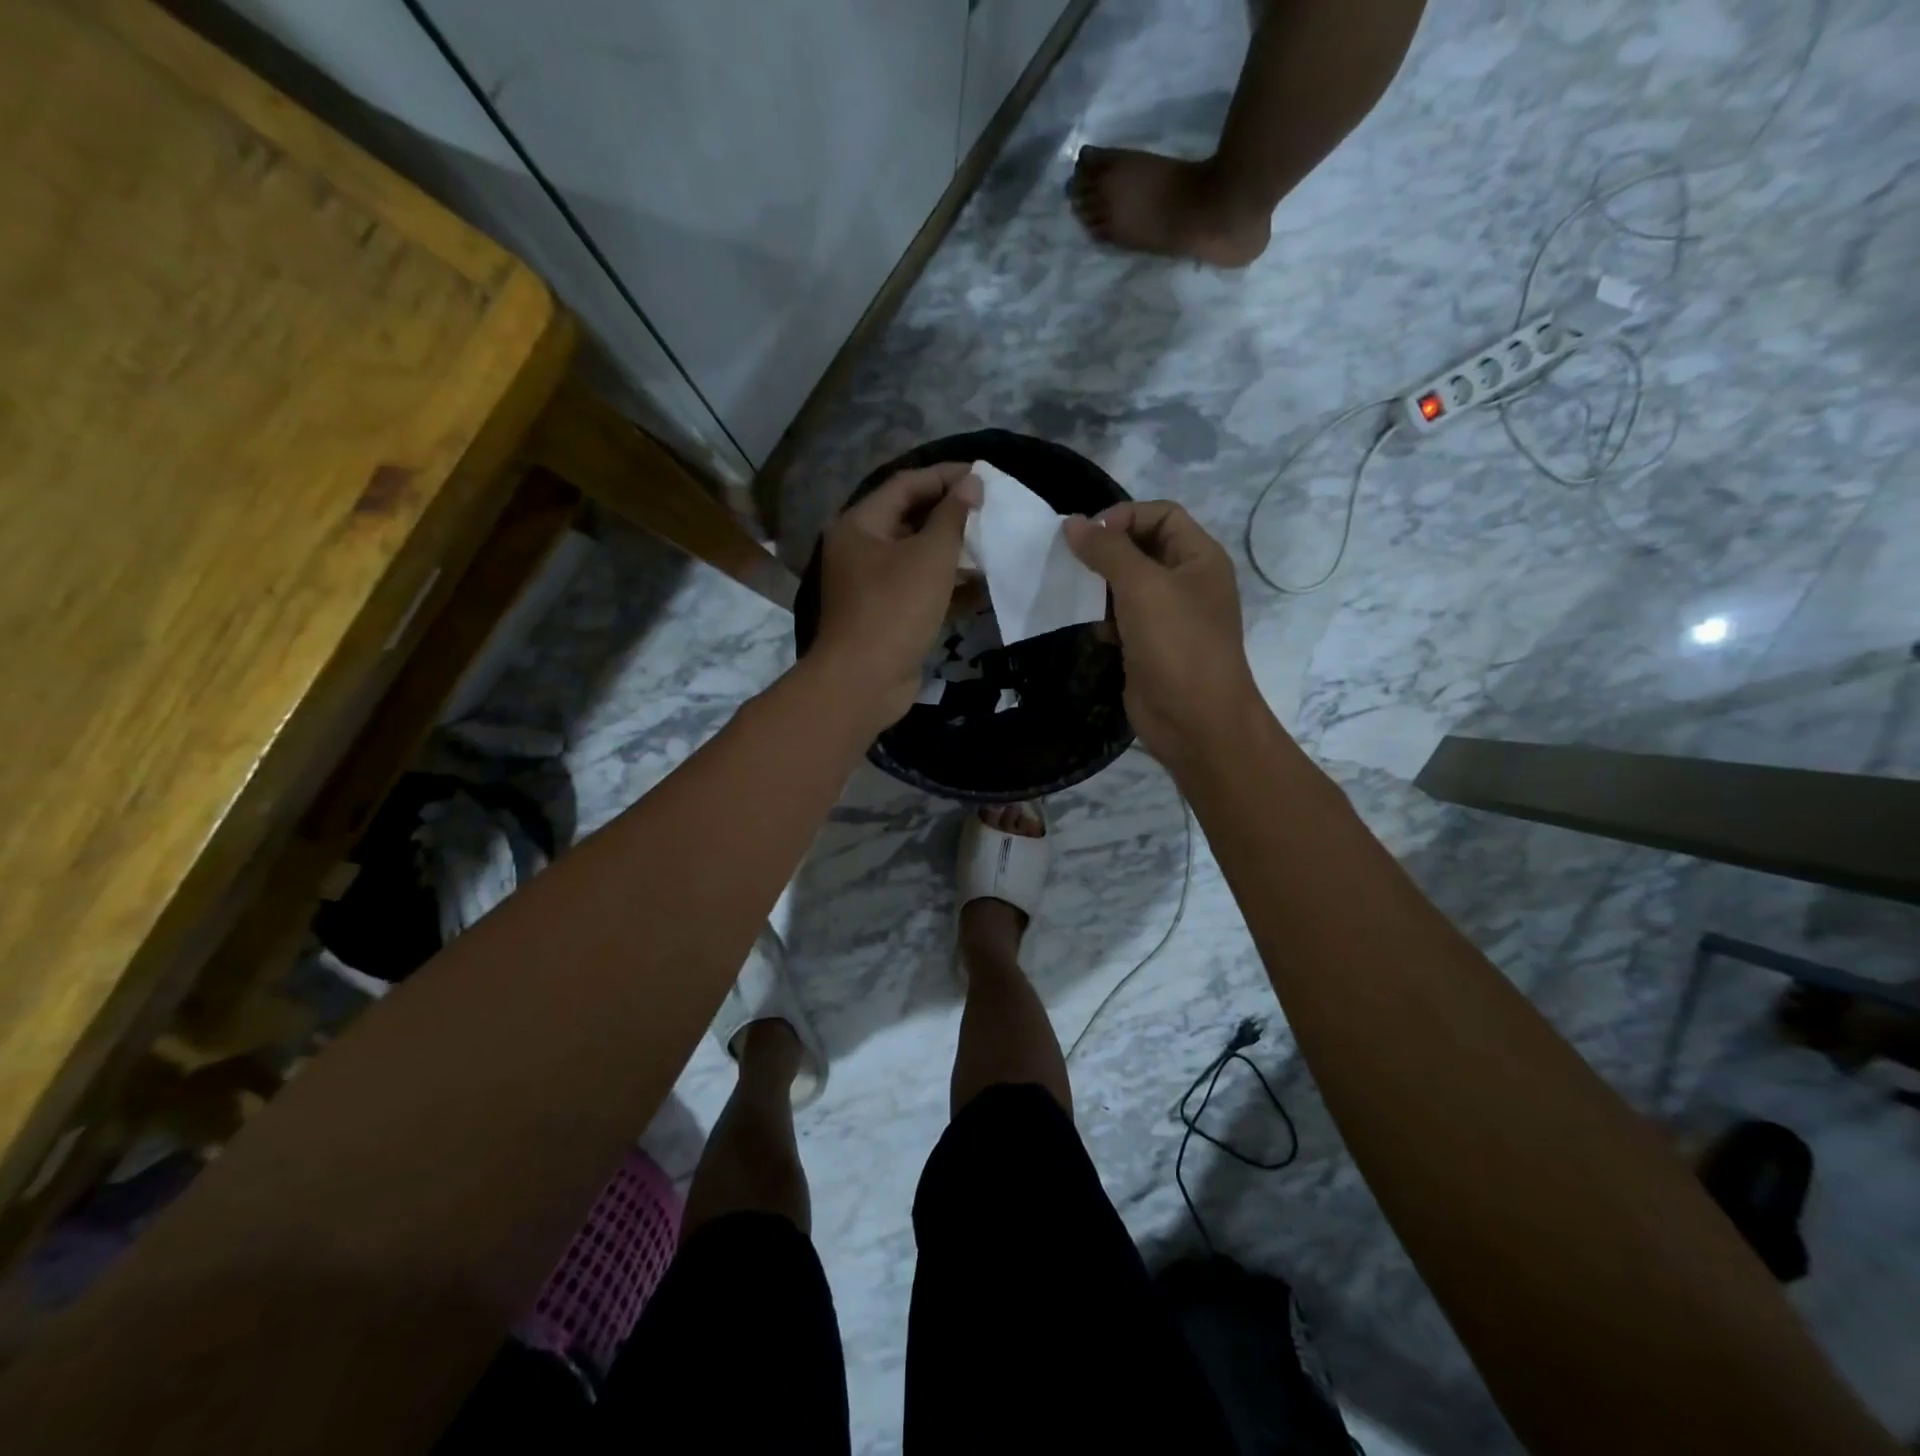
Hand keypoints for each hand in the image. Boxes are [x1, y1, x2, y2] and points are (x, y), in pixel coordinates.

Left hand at [813, 463, 980, 727]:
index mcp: (860, 525)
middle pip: (910, 518)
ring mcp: (872, 584)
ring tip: (992, 543)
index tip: (984, 474)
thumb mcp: (930, 557)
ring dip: (952, 550)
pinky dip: (947, 584)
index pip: (905, 484)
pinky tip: (982, 585)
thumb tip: (970, 483)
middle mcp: (860, 549)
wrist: (864, 681)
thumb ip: (952, 517)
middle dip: (950, 513)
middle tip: (991, 508)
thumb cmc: (895, 609)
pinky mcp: (887, 614)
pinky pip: (919, 587)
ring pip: (917, 556)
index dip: (945, 476)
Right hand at [1064, 501, 1265, 768]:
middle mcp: (1188, 582)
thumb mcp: (1142, 587)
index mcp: (1200, 558)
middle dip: (1107, 551)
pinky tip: (1094, 631)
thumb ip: (1106, 550)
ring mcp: (1169, 617)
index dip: (1125, 516)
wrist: (1195, 720)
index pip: (1162, 514)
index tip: (1087, 536)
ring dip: (1101, 586)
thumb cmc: (1176, 644)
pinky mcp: (1150, 646)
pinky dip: (1104, 619)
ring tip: (1075, 592)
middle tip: (1072, 561)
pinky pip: (1122, 619)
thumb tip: (1072, 524)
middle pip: (1142, 547)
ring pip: (1128, 586)